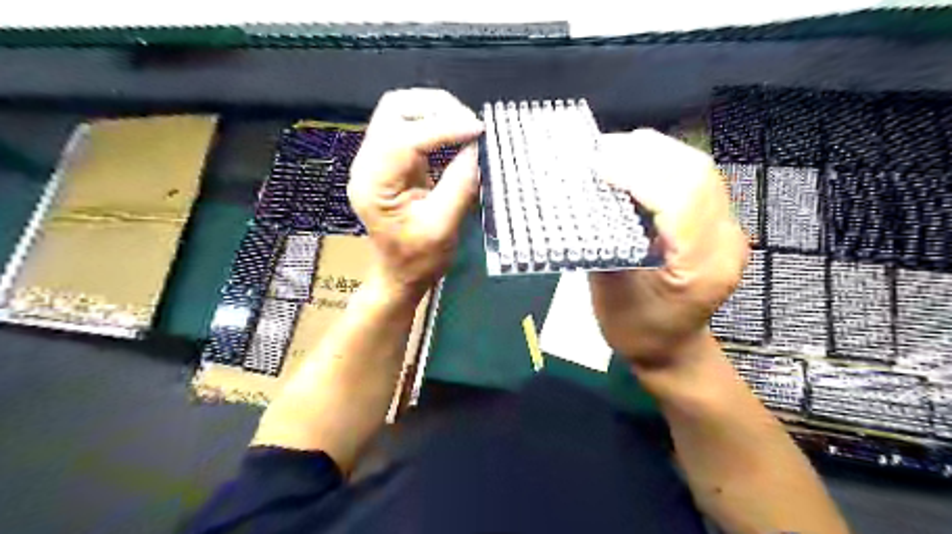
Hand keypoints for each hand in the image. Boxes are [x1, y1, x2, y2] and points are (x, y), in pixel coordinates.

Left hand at [349, 90, 484, 299]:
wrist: (399, 275)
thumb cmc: (418, 259)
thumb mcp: (443, 226)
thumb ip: (460, 184)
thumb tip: (477, 146)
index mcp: (374, 184)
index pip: (404, 137)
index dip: (443, 127)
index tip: (478, 130)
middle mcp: (367, 164)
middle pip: (394, 109)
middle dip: (436, 108)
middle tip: (471, 125)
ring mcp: (376, 159)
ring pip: (399, 111)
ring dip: (435, 110)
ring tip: (465, 125)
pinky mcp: (389, 161)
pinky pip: (408, 126)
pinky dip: (433, 122)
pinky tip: (454, 133)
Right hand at [588, 128, 751, 369]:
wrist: (673, 350)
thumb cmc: (637, 331)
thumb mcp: (610, 294)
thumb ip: (604, 242)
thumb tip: (587, 196)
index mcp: (700, 267)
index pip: (680, 199)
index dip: (638, 174)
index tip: (597, 164)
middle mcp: (725, 242)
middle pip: (695, 173)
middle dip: (645, 153)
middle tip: (600, 150)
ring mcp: (728, 230)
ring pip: (698, 169)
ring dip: (653, 153)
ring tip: (612, 152)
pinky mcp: (719, 224)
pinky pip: (693, 179)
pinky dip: (661, 164)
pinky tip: (634, 165)